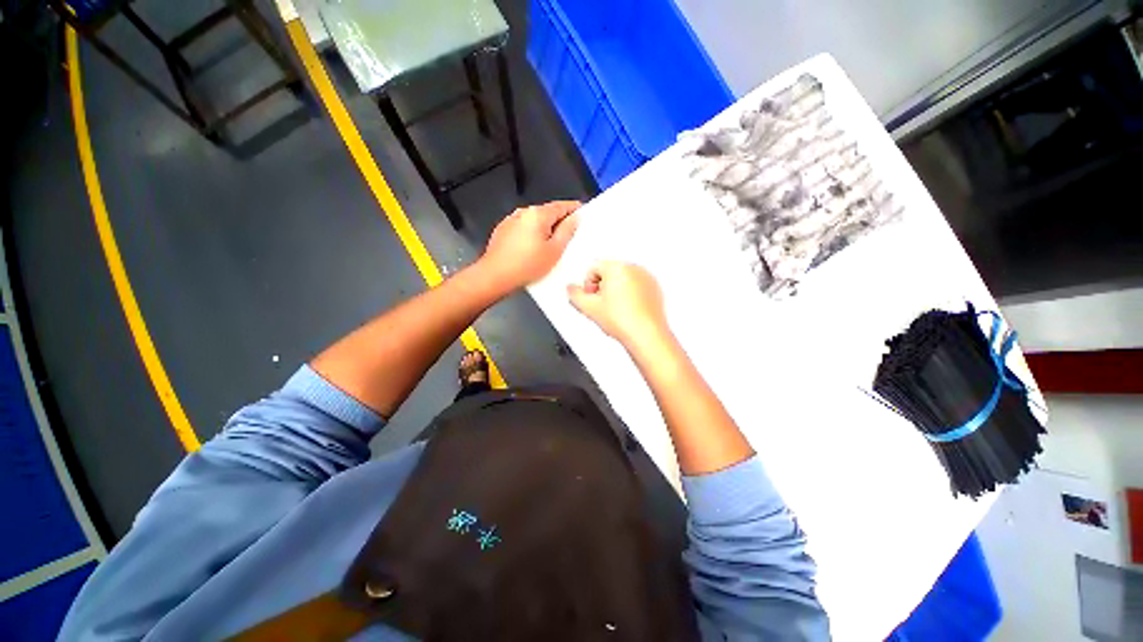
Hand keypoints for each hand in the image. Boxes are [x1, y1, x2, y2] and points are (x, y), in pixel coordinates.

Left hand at [479, 201, 580, 291]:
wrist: (496, 276)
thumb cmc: (526, 266)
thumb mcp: (554, 250)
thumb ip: (567, 231)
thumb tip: (574, 219)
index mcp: (538, 214)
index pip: (561, 206)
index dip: (573, 208)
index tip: (580, 211)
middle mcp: (523, 212)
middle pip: (547, 212)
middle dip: (558, 220)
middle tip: (569, 233)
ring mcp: (511, 220)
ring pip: (534, 220)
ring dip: (544, 228)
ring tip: (550, 244)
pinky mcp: (503, 230)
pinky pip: (523, 227)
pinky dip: (531, 233)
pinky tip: (533, 248)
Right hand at [567, 262, 667, 345]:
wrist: (646, 335)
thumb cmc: (623, 321)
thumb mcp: (589, 308)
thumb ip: (574, 295)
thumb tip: (571, 289)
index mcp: (617, 267)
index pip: (593, 268)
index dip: (588, 285)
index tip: (592, 299)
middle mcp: (634, 268)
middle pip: (609, 272)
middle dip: (602, 287)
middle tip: (602, 306)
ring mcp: (646, 278)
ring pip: (623, 280)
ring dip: (616, 291)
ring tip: (616, 311)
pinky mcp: (655, 289)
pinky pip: (637, 287)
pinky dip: (630, 296)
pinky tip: (628, 312)